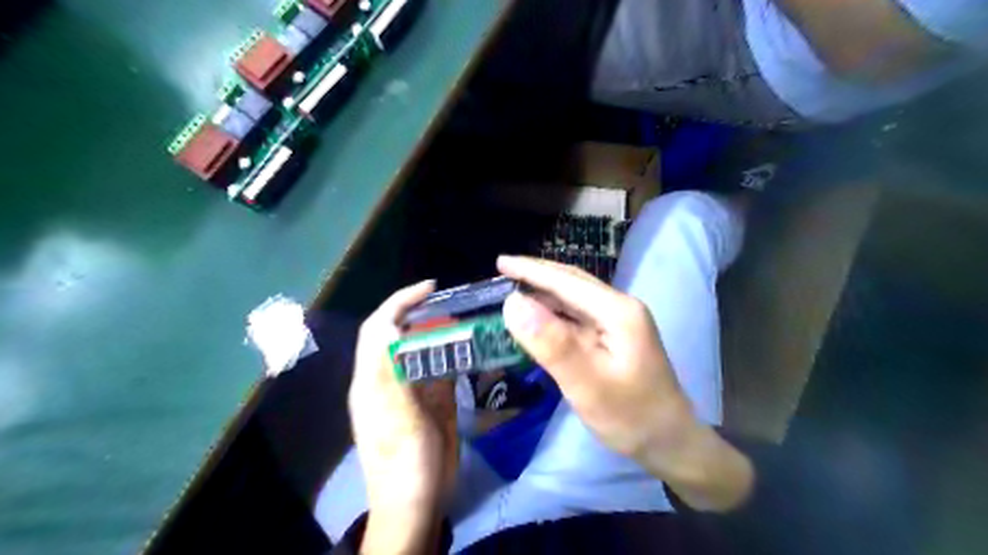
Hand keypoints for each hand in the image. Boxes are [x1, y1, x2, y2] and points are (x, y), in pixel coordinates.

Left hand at [347, 279, 457, 547]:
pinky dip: (453, 354)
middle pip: (399, 333)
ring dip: (440, 331)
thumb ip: (392, 374)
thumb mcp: (397, 419)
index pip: (380, 327)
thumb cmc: (404, 463)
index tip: (431, 288)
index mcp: (373, 379)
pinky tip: (470, 348)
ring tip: (465, 318)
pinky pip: (440, 368)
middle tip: (453, 301)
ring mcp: (411, 389)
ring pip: (422, 348)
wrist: (417, 504)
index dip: (400, 302)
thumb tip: (390, 329)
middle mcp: (389, 378)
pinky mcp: (430, 401)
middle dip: (422, 312)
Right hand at [498, 255, 752, 511]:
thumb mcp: (587, 384)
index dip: (531, 270)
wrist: (671, 443)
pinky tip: (538, 319)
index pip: (566, 281)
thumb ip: (551, 344)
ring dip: (544, 294)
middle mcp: (619, 308)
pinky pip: (577, 318)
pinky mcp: (614, 337)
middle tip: (502, 273)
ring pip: (573, 299)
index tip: (500, 262)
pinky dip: (554, 314)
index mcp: (617, 311)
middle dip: (536, 276)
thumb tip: (513, 304)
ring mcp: (618, 322)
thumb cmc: (631, 416)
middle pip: (572, 283)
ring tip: (513, 293)